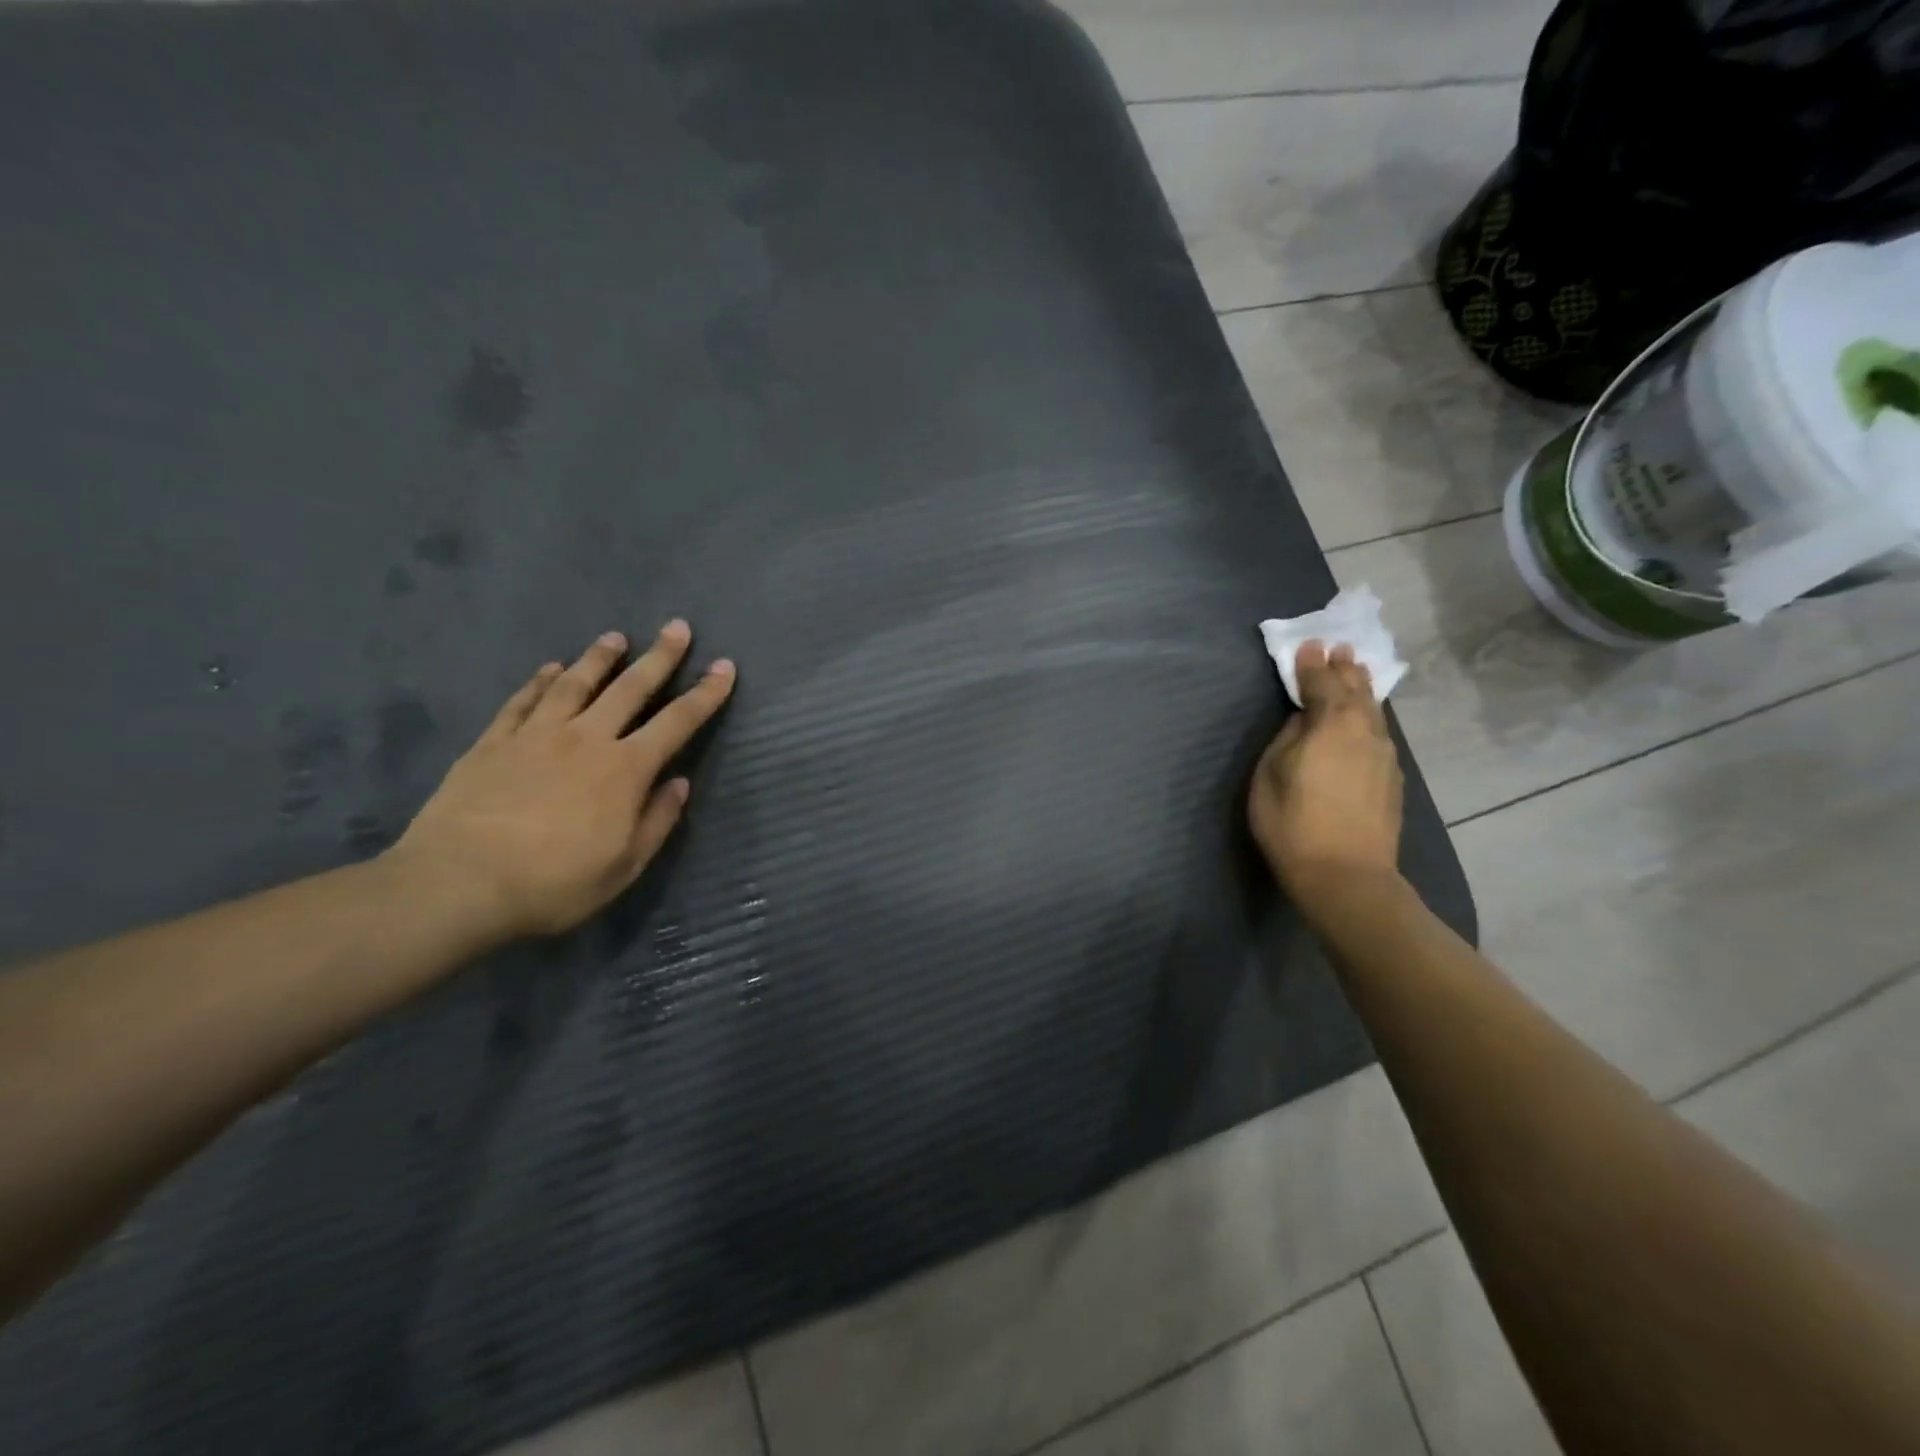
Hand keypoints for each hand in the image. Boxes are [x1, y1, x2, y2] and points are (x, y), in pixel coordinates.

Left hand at [388, 623, 735, 944]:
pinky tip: (551, 668)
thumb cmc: (553, 882)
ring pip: (576, 684)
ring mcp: (537, 735)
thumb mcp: (624, 866)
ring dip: (600, 658)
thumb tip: (679, 784)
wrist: (458, 883)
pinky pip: (523, 701)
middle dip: (660, 657)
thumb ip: (656, 821)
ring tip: (615, 637)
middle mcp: (587, 739)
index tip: (725, 667)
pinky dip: (540, 681)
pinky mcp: (494, 742)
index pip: (677, 722)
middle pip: (631, 688)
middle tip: (677, 627)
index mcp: (626, 769)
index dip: (705, 693)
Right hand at [1247, 641, 1403, 906]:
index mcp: (1332, 724)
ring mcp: (1384, 756)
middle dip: (1345, 669)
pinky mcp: (1392, 779)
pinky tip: (1364, 720)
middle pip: (1356, 691)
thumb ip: (1288, 738)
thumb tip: (1304, 720)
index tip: (1308, 645)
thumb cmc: (1293, 822)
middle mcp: (1365, 732)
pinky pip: (1378, 733)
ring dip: (1361, 690)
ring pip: (1372, 712)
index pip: (1322, 683)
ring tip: (1355, 674)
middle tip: (1339, 649)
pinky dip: (1368, 716)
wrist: (1345, 875)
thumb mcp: (1271, 773)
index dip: (1312, 664)